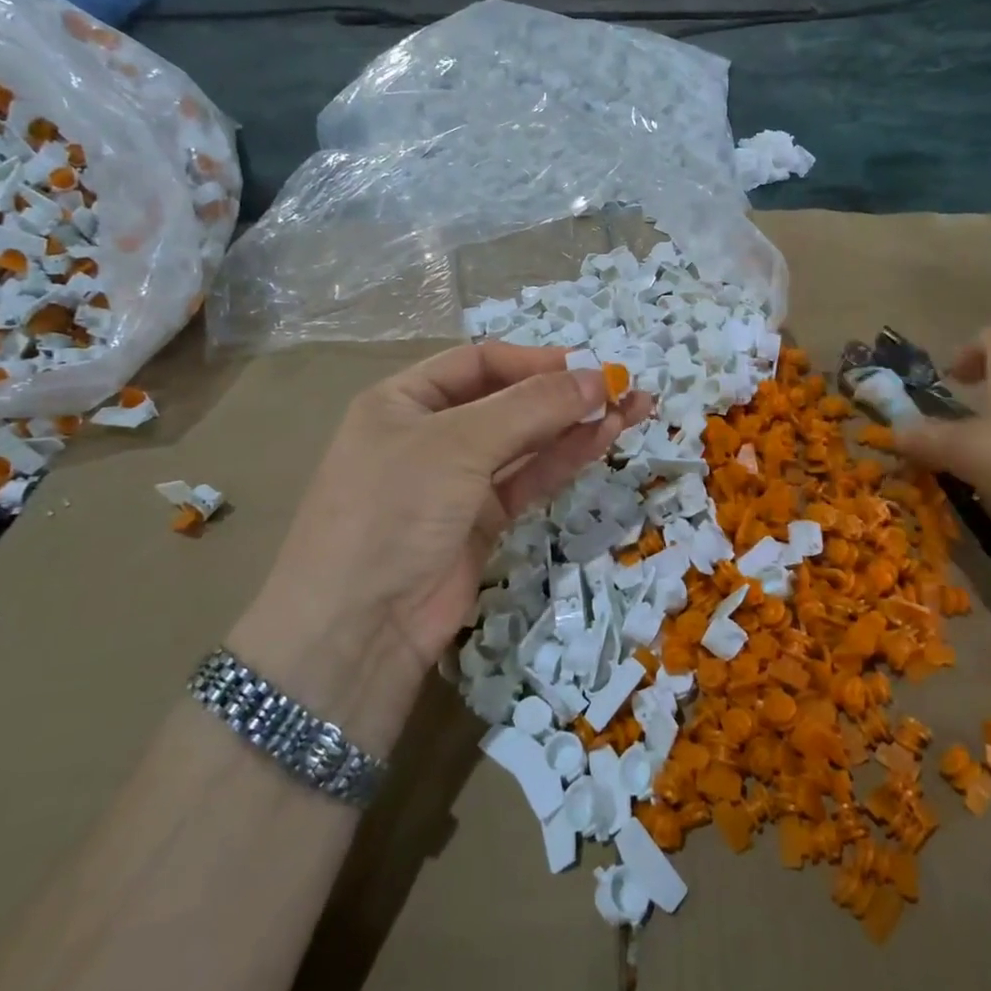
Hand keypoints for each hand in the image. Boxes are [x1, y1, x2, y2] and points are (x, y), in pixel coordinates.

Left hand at [229, 343, 649, 748]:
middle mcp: (432, 432)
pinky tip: (603, 440)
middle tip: (626, 387)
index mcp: (405, 399)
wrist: (357, 629)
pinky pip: (529, 478)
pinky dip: (564, 459)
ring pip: (526, 441)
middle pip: (509, 400)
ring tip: (633, 410)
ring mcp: (457, 480)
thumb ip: (532, 408)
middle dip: (566, 393)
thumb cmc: (395, 509)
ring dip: (575, 425)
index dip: (538, 361)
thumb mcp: (458, 445)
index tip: (591, 366)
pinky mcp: (481, 520)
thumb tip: (597, 378)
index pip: (481, 363)